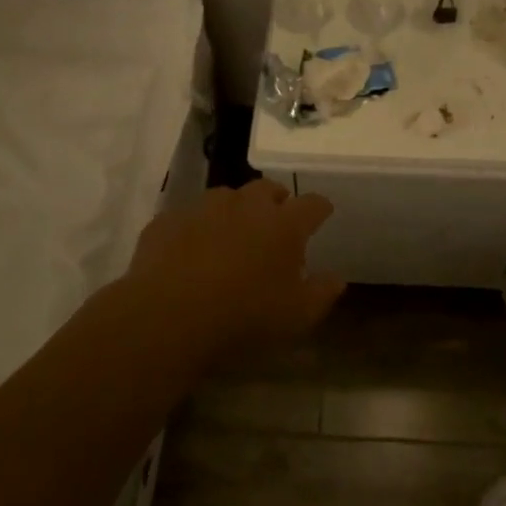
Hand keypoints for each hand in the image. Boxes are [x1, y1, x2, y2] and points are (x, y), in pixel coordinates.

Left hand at [125, 180, 345, 359]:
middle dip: (277, 200)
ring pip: (227, 197)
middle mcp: (246, 205)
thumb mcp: (296, 316)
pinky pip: (189, 217)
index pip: (312, 204)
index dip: (320, 208)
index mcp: (284, 224)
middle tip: (276, 221)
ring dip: (235, 210)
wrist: (167, 316)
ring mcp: (204, 208)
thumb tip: (337, 278)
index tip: (322, 214)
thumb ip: (321, 293)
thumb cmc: (243, 316)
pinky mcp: (169, 219)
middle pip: (268, 189)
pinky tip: (190, 250)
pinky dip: (196, 228)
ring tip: (232, 234)